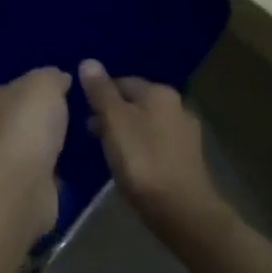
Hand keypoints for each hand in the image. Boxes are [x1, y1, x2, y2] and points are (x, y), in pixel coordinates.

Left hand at [0, 67, 71, 240]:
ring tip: (77, 145)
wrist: (18, 183)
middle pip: (21, 120)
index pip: (15, 89)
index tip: (63, 93)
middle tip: (74, 120)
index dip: (37, 90)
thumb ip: (52, 77)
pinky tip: (70, 171)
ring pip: (30, 149)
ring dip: (48, 149)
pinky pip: (40, 175)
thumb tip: (59, 78)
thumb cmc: (26, 124)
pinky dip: (51, 173)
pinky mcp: (18, 191)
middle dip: (43, 121)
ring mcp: (3, 164)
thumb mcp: (44, 84)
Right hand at [80, 60, 230, 254]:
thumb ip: (101, 92)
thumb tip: (88, 61)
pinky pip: (157, 144)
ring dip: (126, 132)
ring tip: (107, 152)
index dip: (99, 96)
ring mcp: (186, 133)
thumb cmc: (143, 161)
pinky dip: (142, 148)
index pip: (121, 81)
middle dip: (113, 114)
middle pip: (135, 102)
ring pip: (146, 123)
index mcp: (159, 92)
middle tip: (91, 135)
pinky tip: (131, 166)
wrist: (183, 211)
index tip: (83, 115)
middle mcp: (177, 105)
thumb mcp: (114, 122)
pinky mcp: (188, 158)